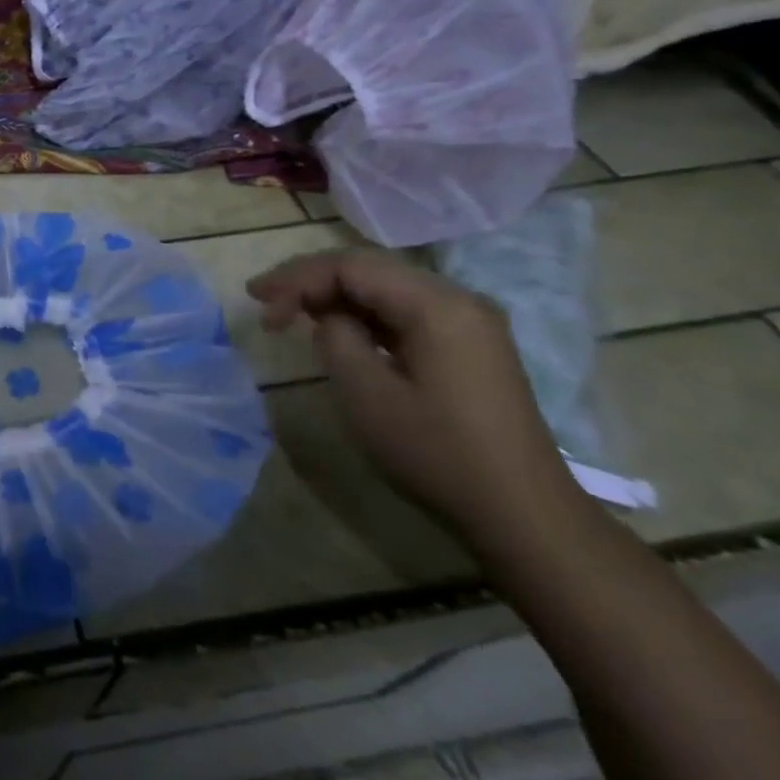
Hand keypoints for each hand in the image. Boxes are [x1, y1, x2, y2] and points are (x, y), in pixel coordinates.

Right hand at [246, 249, 584, 553]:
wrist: (522, 513)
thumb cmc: (437, 452)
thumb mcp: (367, 394)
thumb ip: (336, 338)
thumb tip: (329, 318)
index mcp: (436, 304)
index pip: (350, 266)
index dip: (296, 278)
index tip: (257, 303)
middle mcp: (457, 299)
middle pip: (368, 269)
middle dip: (310, 280)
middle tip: (263, 300)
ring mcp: (467, 323)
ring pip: (384, 289)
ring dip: (334, 296)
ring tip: (288, 313)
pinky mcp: (468, 347)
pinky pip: (403, 312)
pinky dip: (362, 315)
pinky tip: (336, 330)